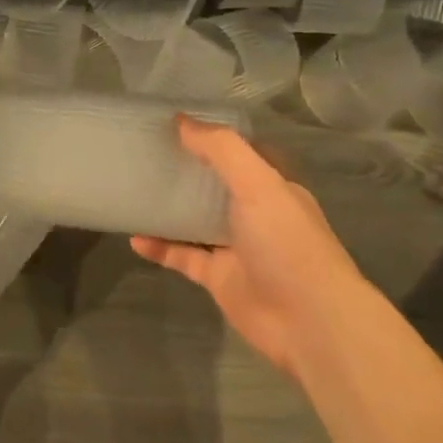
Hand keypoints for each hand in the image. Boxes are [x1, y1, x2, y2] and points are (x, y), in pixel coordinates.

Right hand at [131, 117, 363, 378]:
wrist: (308, 322)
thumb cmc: (287, 243)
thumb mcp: (258, 183)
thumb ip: (220, 150)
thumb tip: (181, 121)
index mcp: (273, 187)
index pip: (240, 153)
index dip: (212, 137)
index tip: (175, 123)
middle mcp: (256, 215)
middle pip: (215, 186)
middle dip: (186, 171)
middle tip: (146, 153)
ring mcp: (236, 248)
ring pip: (196, 222)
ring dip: (169, 210)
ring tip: (133, 191)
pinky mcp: (219, 279)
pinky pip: (183, 257)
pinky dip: (160, 248)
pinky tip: (134, 238)